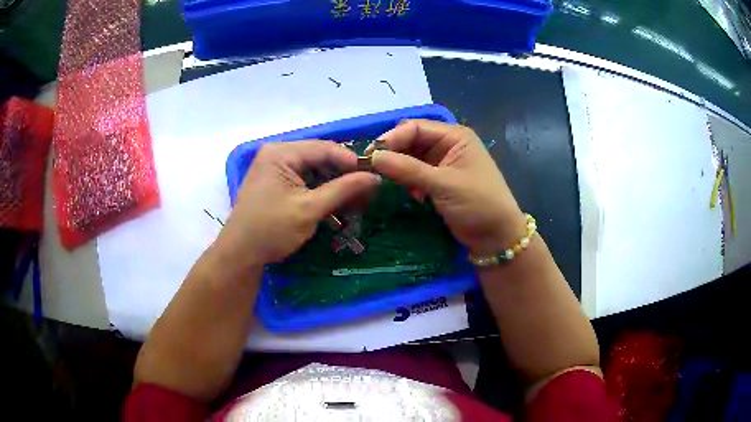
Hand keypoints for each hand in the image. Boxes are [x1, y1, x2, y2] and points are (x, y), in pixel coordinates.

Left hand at [215, 141, 380, 267]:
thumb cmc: (271, 230)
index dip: (351, 161)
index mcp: (281, 153)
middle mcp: (276, 154)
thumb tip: (375, 177)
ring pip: (313, 170)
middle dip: (342, 174)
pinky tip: (334, 203)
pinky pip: (303, 179)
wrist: (240, 254)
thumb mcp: (309, 209)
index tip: (374, 176)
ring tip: (354, 199)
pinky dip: (319, 191)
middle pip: (319, 158)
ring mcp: (274, 167)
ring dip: (333, 184)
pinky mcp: (274, 182)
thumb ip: (343, 190)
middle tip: (366, 190)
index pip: (324, 148)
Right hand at [371, 120, 525, 254]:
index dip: (392, 138)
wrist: (496, 237)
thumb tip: (373, 157)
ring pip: (411, 157)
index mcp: (455, 136)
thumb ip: (408, 169)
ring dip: (399, 168)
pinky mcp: (439, 181)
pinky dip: (407, 180)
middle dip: (393, 152)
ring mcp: (443, 163)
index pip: (416, 128)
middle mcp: (448, 144)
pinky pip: (415, 173)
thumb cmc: (478, 204)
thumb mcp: (444, 184)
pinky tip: (410, 193)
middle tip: (371, 168)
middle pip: (411, 140)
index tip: (370, 155)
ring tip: (386, 181)